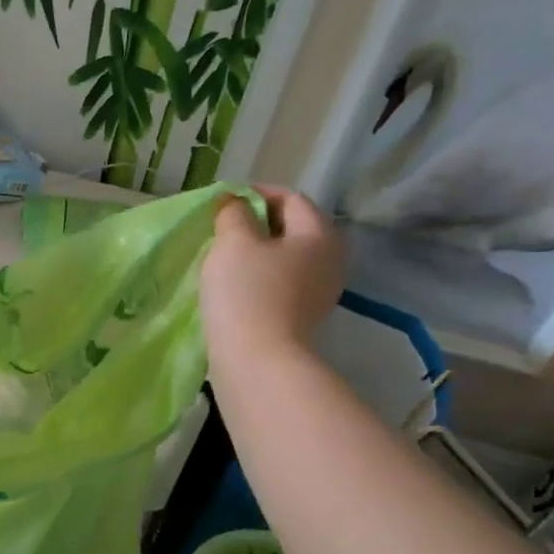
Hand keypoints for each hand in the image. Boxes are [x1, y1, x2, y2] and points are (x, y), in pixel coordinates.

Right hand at [200, 188, 343, 355]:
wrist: (257, 359)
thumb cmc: (246, 291)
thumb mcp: (233, 241)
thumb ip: (234, 213)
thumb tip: (234, 203)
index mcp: (319, 235)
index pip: (291, 198)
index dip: (256, 194)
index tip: (223, 202)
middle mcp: (330, 260)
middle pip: (293, 228)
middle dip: (258, 223)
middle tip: (223, 228)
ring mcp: (320, 291)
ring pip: (287, 257)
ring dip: (257, 252)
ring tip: (224, 257)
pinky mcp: (303, 316)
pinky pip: (282, 282)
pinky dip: (261, 276)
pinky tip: (235, 285)